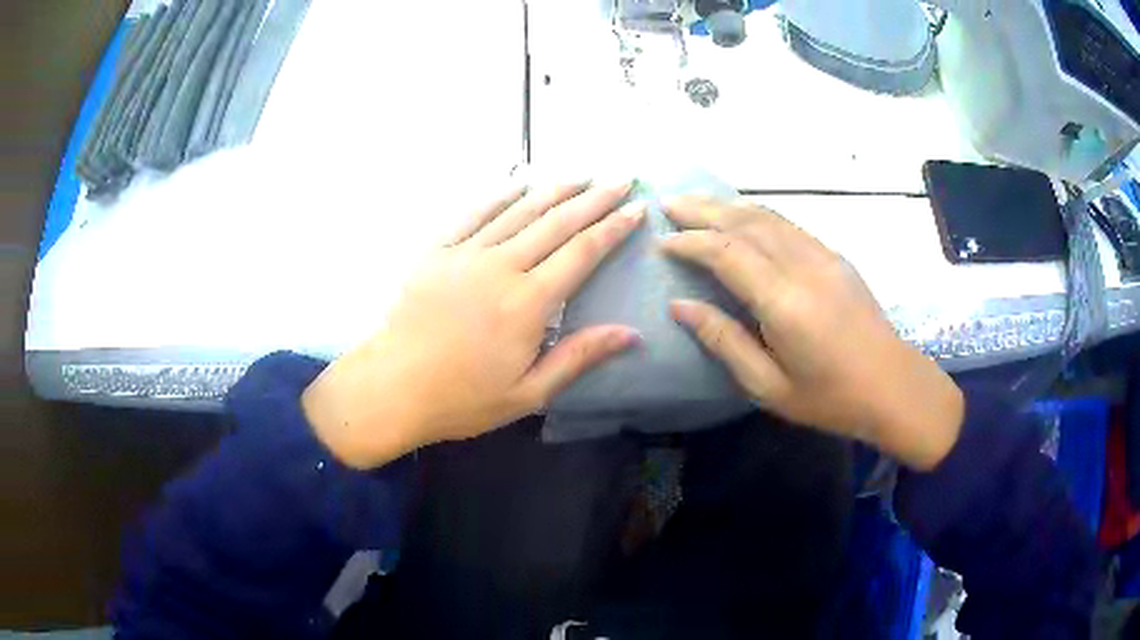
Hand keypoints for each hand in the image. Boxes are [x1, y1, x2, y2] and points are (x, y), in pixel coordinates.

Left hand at [303, 183, 644, 468]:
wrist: (392, 388)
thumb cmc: (462, 399)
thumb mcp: (529, 393)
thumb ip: (579, 357)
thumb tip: (632, 334)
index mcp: (529, 303)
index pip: (583, 252)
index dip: (613, 228)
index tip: (637, 208)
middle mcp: (501, 266)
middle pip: (556, 222)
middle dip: (594, 198)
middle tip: (621, 178)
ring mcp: (465, 254)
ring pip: (519, 210)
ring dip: (554, 189)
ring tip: (581, 175)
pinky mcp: (436, 251)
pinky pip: (473, 213)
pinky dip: (500, 195)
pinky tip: (519, 183)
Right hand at [660, 196, 963, 470]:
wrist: (892, 385)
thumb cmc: (829, 397)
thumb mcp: (768, 386)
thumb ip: (724, 341)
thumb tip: (680, 306)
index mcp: (784, 302)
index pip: (728, 253)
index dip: (691, 243)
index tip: (663, 242)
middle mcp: (803, 266)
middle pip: (746, 222)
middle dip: (703, 210)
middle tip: (668, 203)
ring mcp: (823, 256)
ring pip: (768, 217)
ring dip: (728, 205)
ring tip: (696, 203)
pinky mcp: (835, 257)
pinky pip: (788, 225)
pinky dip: (757, 215)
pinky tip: (741, 217)